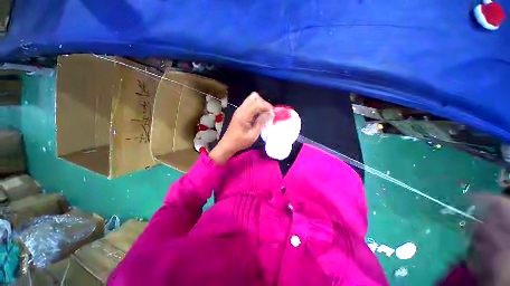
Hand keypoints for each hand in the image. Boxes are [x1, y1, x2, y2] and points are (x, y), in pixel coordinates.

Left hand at [210, 92, 272, 163]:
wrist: (228, 144)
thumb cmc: (240, 142)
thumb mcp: (253, 135)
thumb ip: (261, 122)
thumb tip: (269, 113)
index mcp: (244, 115)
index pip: (258, 103)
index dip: (267, 107)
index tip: (272, 115)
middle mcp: (241, 109)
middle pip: (255, 97)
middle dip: (264, 104)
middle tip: (268, 114)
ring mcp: (240, 109)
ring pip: (252, 99)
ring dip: (260, 105)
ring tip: (265, 115)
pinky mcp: (240, 112)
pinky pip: (250, 104)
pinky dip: (256, 107)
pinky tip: (259, 116)